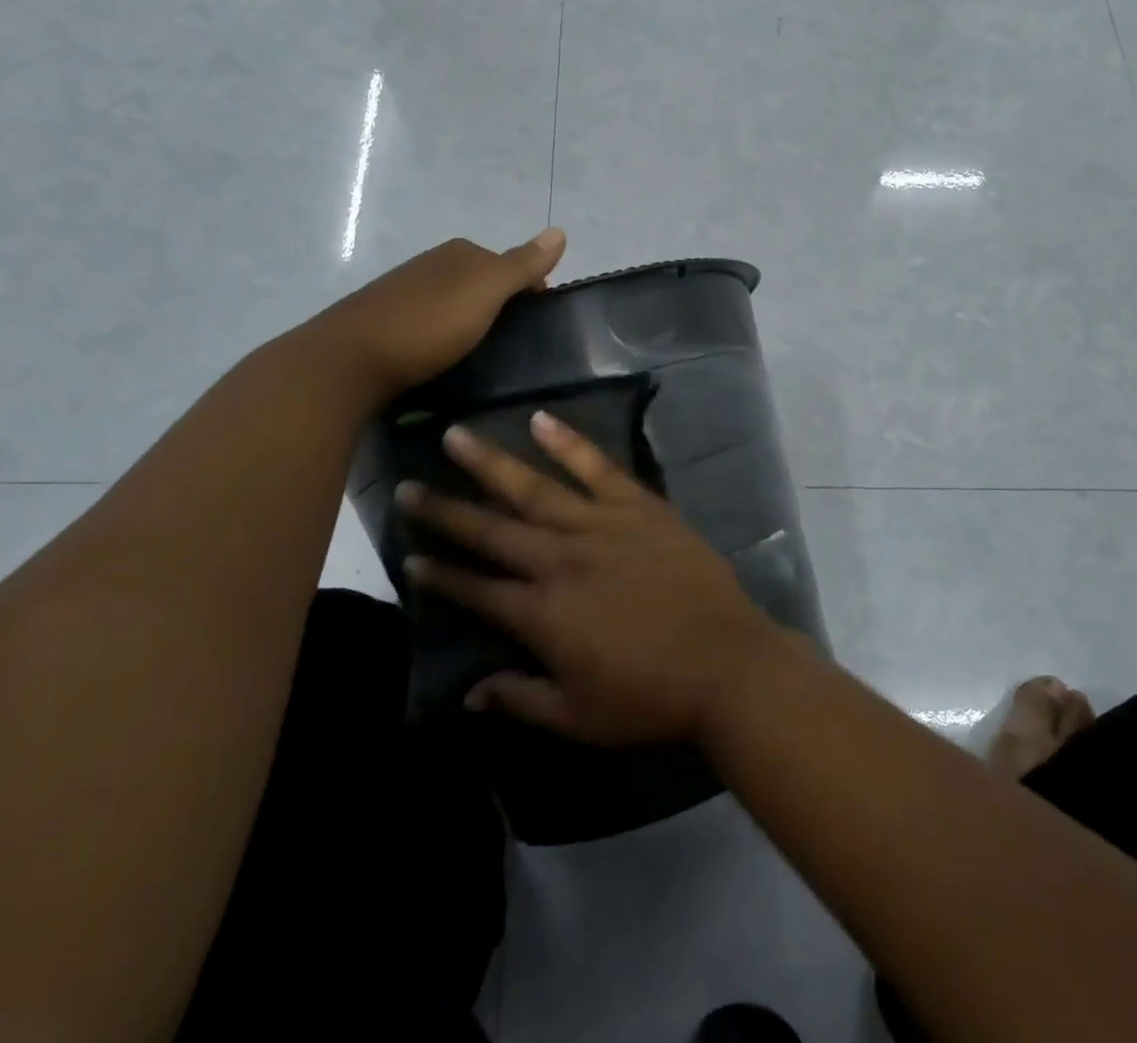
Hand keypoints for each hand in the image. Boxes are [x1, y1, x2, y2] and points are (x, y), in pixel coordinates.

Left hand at [327, 230, 565, 401]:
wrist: (349, 360)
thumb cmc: (427, 323)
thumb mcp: (485, 291)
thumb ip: (522, 265)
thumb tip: (560, 231)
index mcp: (460, 254)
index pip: (511, 265)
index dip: (531, 291)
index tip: (539, 328)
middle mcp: (433, 265)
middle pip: (484, 284)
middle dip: (503, 308)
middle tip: (515, 347)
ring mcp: (407, 293)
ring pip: (457, 305)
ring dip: (474, 325)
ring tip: (485, 358)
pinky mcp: (389, 323)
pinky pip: (433, 324)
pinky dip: (447, 338)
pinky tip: (447, 359)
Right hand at [398, 414, 782, 746]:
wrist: (727, 662)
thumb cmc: (651, 697)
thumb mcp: (578, 717)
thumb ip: (520, 699)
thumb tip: (471, 691)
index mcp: (543, 613)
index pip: (477, 589)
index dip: (441, 576)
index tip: (410, 557)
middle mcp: (561, 559)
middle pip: (493, 530)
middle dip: (446, 511)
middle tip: (409, 488)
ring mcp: (601, 525)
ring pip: (534, 488)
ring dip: (490, 463)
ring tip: (454, 437)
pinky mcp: (639, 506)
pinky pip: (597, 466)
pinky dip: (568, 442)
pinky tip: (540, 419)